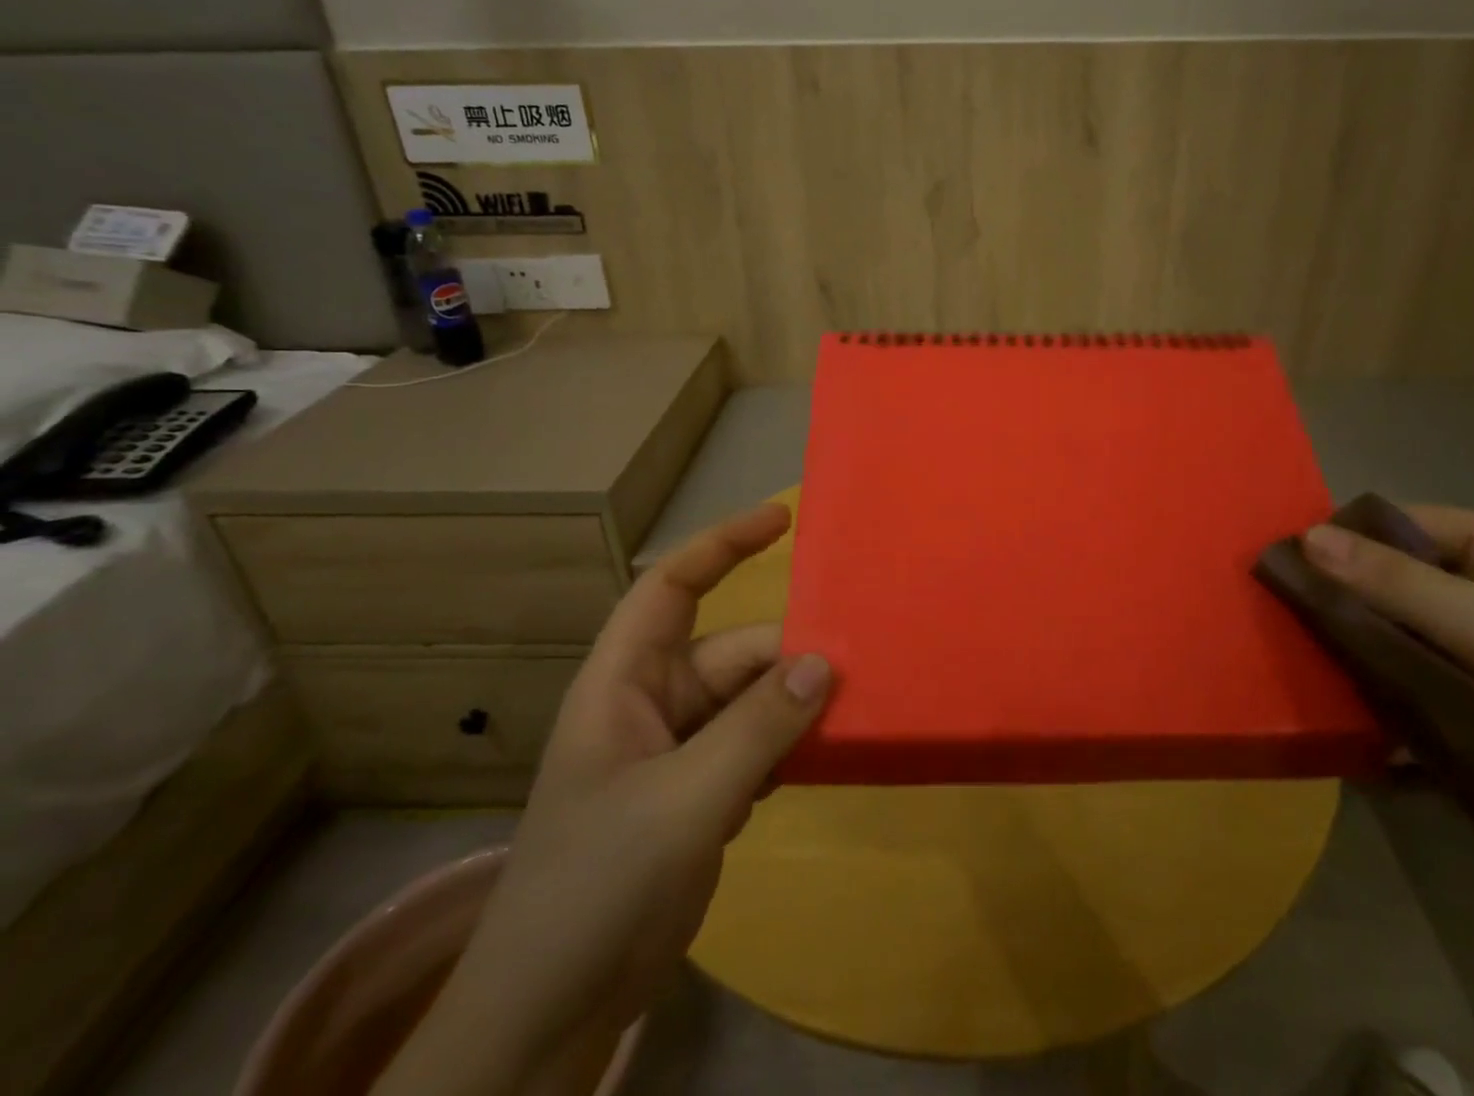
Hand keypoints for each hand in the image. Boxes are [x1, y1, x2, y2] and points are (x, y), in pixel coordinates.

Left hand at [375, 502, 832, 1094]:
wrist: (548, 1016)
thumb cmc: (595, 887)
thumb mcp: (682, 802)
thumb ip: (757, 730)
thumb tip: (824, 664)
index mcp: (625, 682)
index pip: (671, 588)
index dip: (721, 545)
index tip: (781, 520)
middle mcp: (653, 704)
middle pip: (735, 654)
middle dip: (790, 657)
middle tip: (861, 666)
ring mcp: (679, 752)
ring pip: (753, 702)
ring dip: (797, 706)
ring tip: (859, 706)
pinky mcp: (700, 795)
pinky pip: (758, 745)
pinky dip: (791, 747)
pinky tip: (827, 759)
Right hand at [1300, 506, 1473, 856]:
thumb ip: (1395, 583)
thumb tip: (1304, 537)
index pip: (1405, 524)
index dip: (1347, 540)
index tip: (1286, 566)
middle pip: (1404, 580)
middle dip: (1351, 601)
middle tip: (1287, 621)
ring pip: (1411, 635)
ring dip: (1367, 651)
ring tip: (1306, 666)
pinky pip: (1428, 681)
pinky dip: (1394, 691)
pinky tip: (1352, 711)